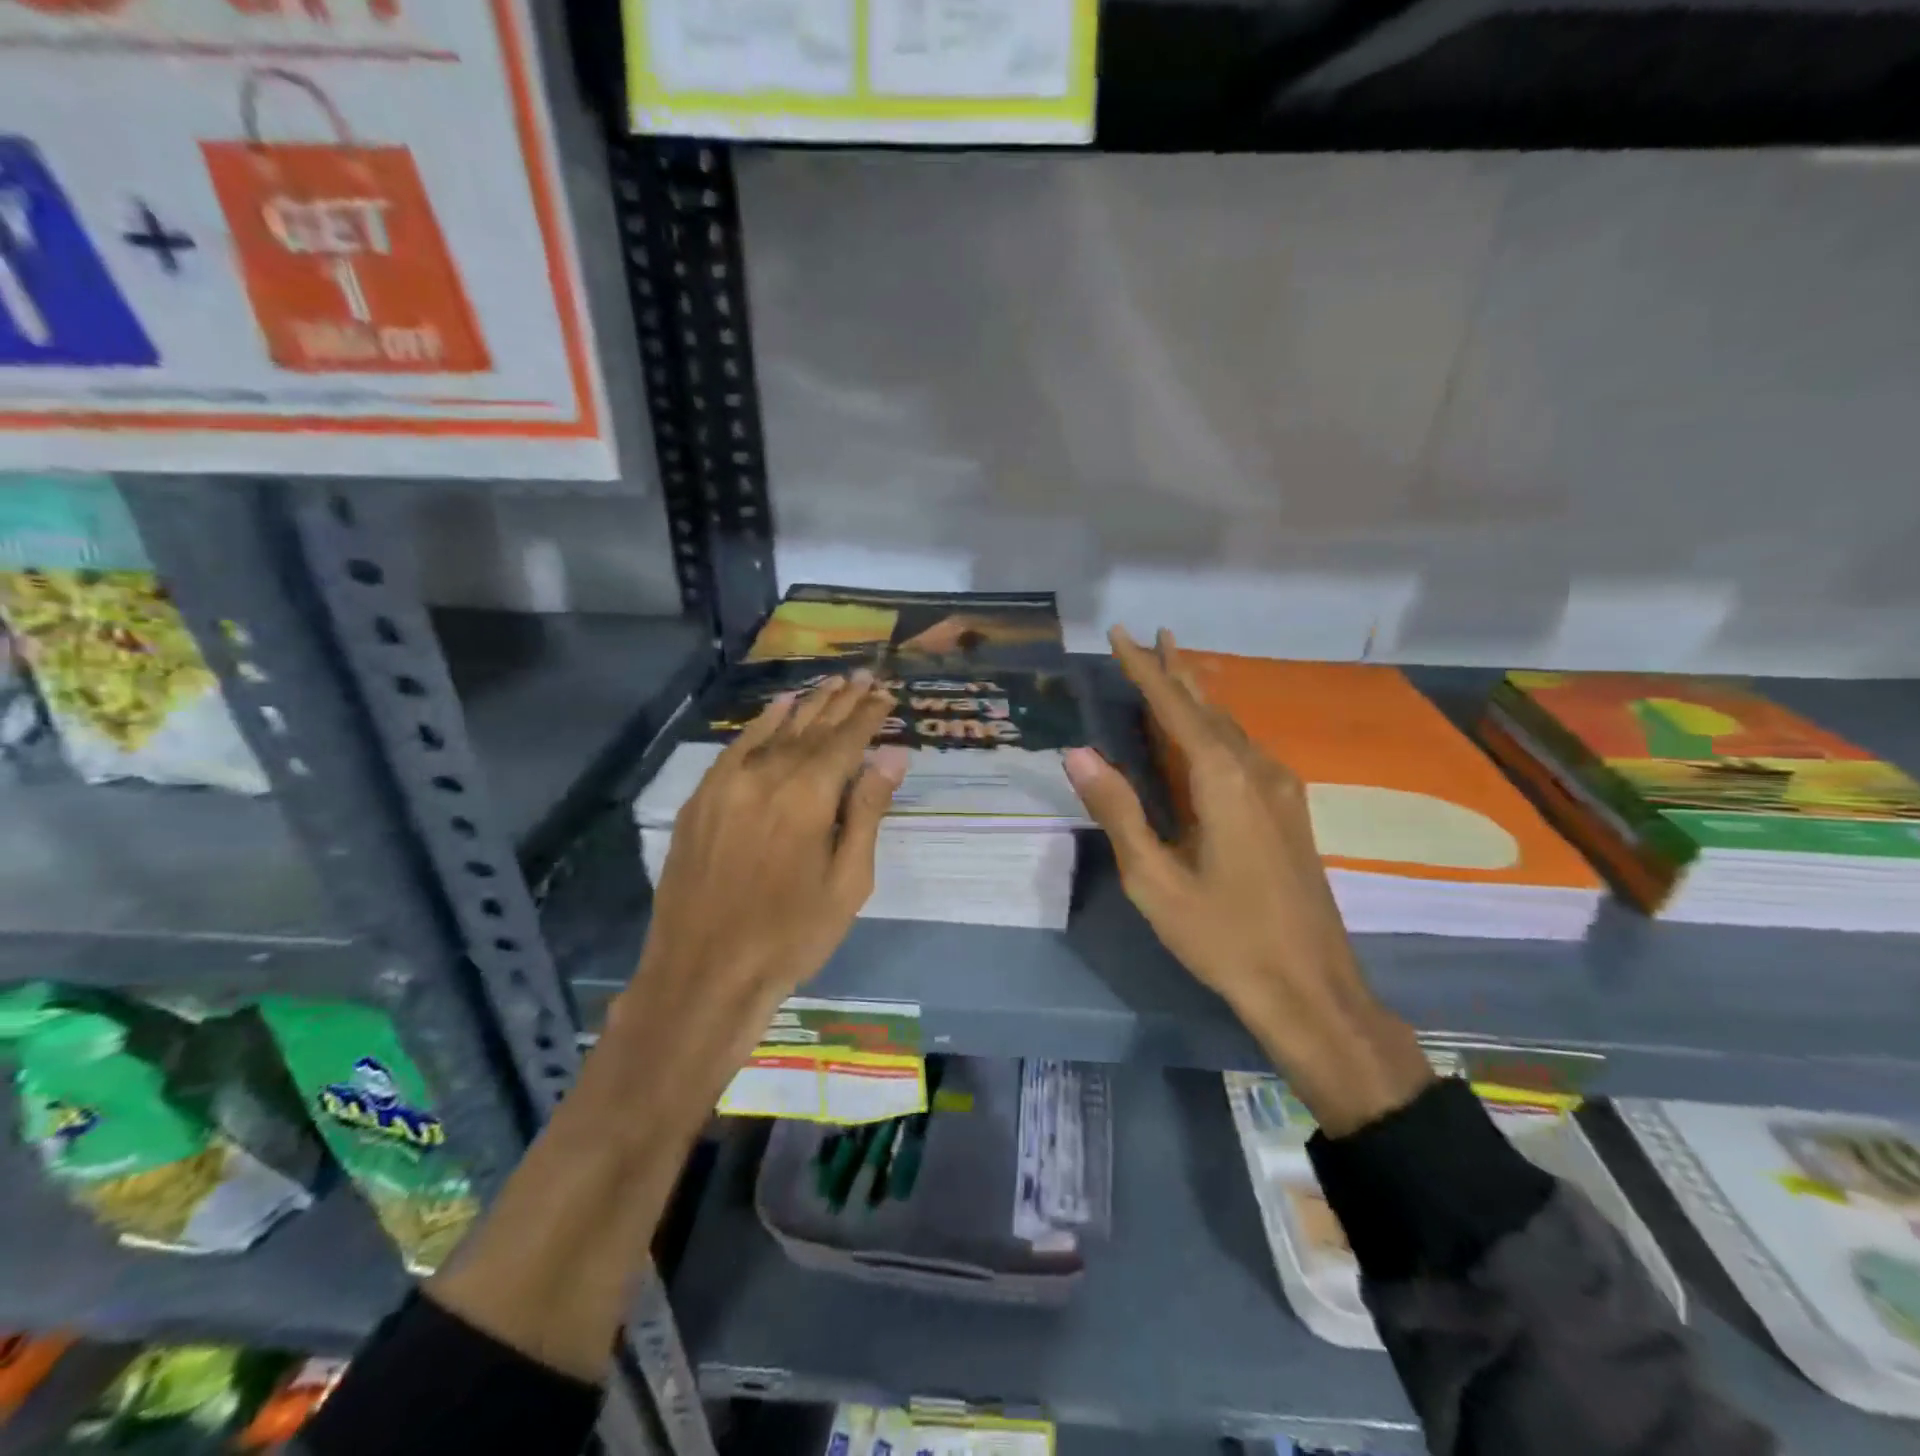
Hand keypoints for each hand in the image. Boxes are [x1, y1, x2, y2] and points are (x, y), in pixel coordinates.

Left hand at [612, 672, 907, 1068]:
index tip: (885, 693)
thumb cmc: (791, 935)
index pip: (845, 741)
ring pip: (775, 732)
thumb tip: (892, 756)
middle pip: (811, 728)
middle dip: (840, 701)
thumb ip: (867, 812)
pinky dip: (761, 725)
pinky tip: (778, 709)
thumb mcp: (848, 882)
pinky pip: (736, 748)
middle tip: (864, 676)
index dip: (867, 715)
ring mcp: (727, 784)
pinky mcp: (701, 799)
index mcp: (807, 797)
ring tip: (831, 682)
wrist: (703, 973)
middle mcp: (766, 776)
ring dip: (806, 706)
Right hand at [1064, 628, 1431, 1135]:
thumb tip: (1078, 752)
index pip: (1174, 708)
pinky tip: (1207, 734)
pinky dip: (1216, 728)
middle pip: (1209, 707)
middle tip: (1153, 635)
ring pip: (1231, 727)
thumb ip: (1118, 810)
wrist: (1310, 987)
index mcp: (1223, 780)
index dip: (1144, 669)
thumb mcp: (1155, 879)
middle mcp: (1257, 771)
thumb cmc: (1224, 936)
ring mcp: (1281, 790)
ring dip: (1198, 697)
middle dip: (1176, 671)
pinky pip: (1245, 751)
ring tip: (1173, 670)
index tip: (1121, 633)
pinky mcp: (1289, 812)